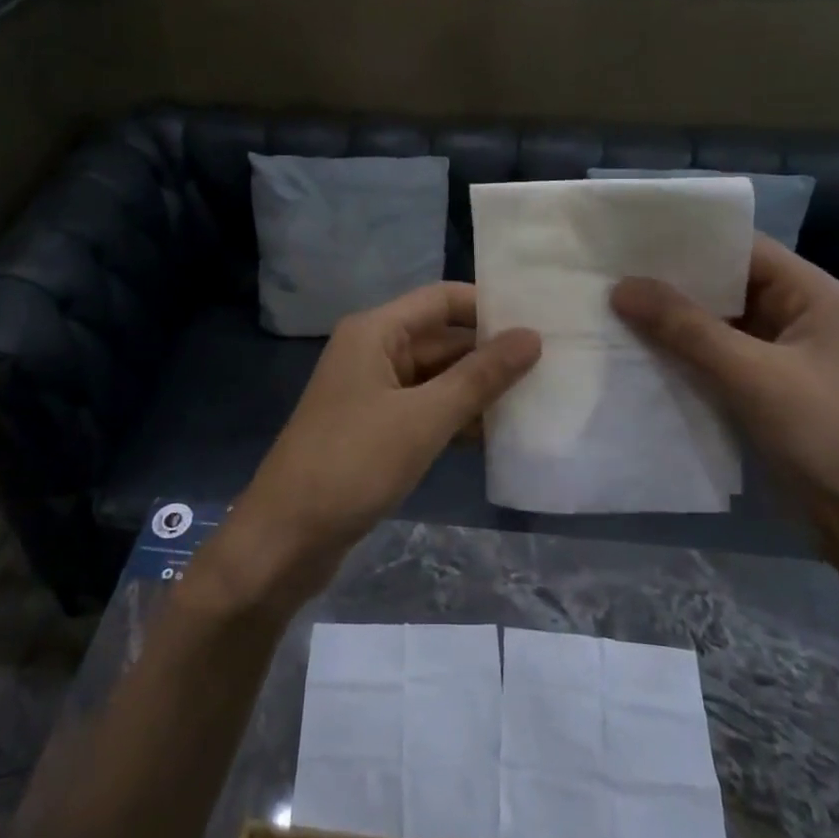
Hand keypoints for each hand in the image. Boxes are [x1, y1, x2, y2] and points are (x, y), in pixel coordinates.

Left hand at [221, 283, 540, 601]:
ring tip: (539, 399)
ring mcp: (372, 393)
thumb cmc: (353, 464)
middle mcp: (373, 352)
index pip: (442, 300)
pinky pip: (425, 410)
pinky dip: (457, 418)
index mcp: (375, 332)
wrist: (285, 538)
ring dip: (478, 390)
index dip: (489, 307)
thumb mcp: (424, 418)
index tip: (541, 321)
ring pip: (437, 378)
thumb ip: (480, 377)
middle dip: (490, 353)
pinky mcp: (375, 430)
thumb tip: (532, 336)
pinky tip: (498, 436)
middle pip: (442, 338)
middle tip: (553, 365)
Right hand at [611, 235, 838, 541]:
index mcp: (810, 294)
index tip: (628, 236)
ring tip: (607, 309)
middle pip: (724, 286)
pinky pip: (715, 363)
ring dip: (671, 324)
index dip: (687, 238)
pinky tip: (636, 356)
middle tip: (605, 273)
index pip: (740, 247)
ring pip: (716, 327)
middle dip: (669, 283)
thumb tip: (621, 286)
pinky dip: (681, 359)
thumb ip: (686, 328)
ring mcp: (780, 359)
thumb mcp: (753, 374)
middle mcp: (795, 317)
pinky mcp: (765, 395)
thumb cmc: (828, 433)